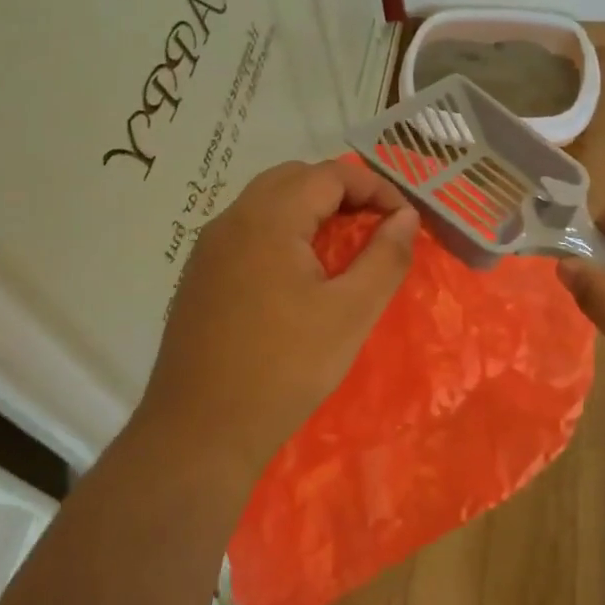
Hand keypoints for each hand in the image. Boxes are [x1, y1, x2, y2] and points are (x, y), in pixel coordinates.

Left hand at [137, 157, 419, 473]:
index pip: (329, 174)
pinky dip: (283, 232)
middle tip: (375, 225)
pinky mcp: (199, 276)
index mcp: (268, 219)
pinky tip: (299, 274)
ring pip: (267, 202)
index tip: (403, 219)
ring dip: (310, 210)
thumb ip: (385, 258)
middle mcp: (232, 220)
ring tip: (343, 246)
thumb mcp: (351, 313)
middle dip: (341, 191)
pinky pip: (247, 231)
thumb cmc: (285, 367)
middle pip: (294, 178)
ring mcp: (209, 248)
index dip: (374, 187)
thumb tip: (405, 217)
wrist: (201, 430)